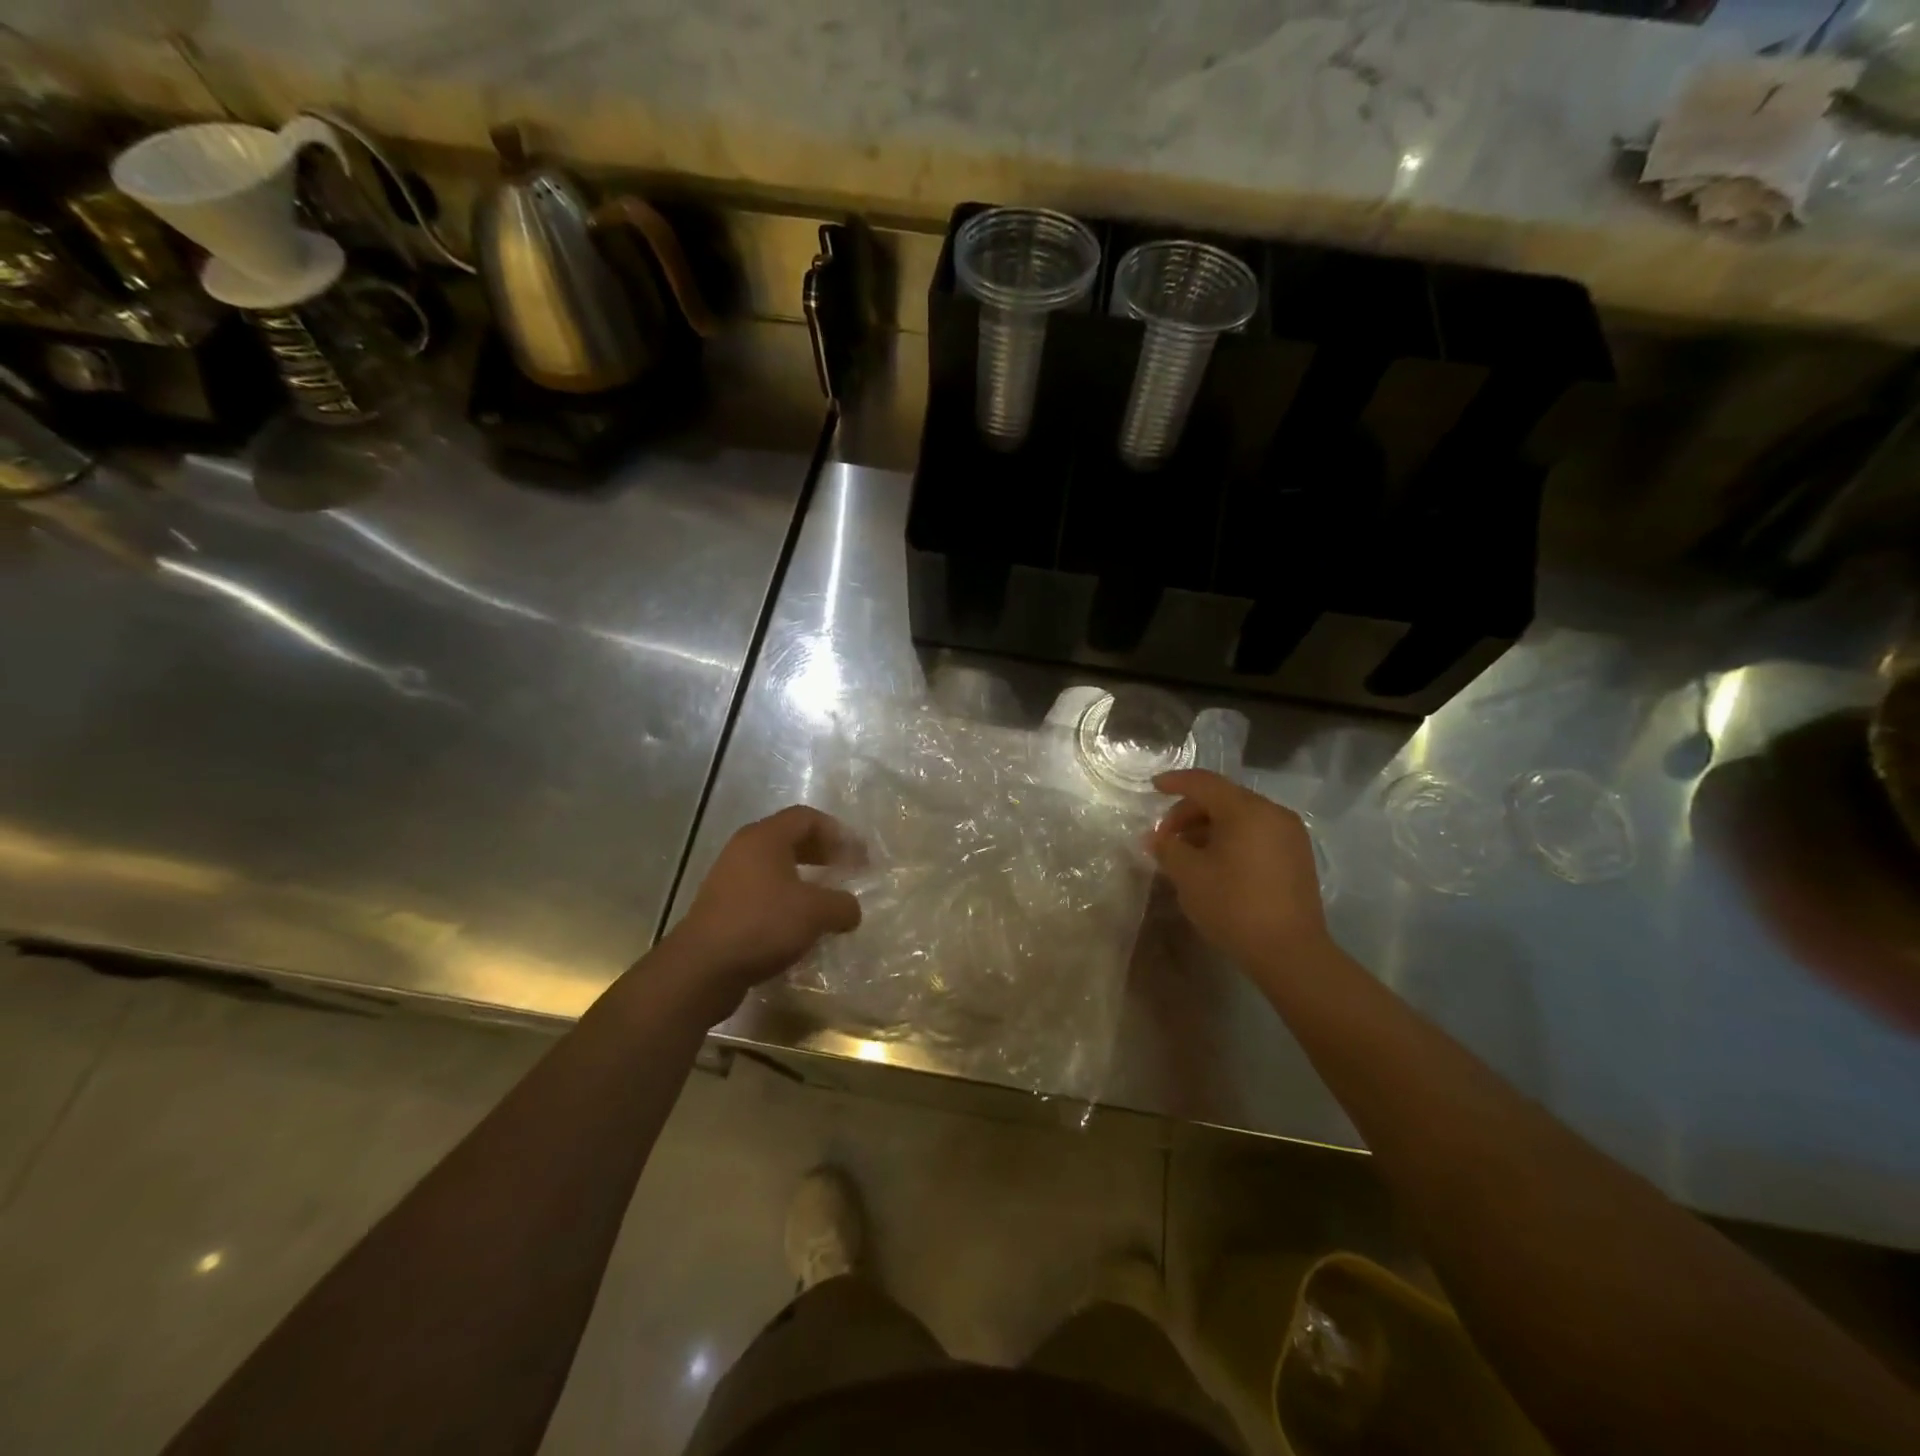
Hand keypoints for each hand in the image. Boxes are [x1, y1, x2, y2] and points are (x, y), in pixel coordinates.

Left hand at [667, 806, 861, 1016]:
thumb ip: (842, 904)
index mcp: (765, 838)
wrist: (702, 968)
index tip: (859, 856)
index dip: (838, 833)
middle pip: (790, 838)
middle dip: (822, 852)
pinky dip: (786, 899)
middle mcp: (744, 849)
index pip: (807, 818)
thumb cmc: (762, 925)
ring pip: (776, 866)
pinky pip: (763, 891)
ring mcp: (729, 878)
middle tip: (847, 870)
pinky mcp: (723, 906)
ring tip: (827, 899)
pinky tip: (800, 923)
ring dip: (805, 878)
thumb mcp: (815, 913)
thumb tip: (851, 909)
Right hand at [1149, 769, 1329, 975]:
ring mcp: (1290, 835)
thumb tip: (1155, 838)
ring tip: (1186, 853)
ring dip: (1209, 827)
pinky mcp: (1297, 857)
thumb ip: (1167, 848)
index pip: (1204, 783)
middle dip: (1189, 812)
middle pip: (1223, 798)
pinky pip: (1256, 833)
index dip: (1175, 782)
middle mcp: (1273, 813)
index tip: (1153, 787)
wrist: (1290, 952)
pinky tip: (1214, 863)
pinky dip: (1231, 839)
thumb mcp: (1188, 875)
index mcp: (1246, 810)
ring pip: (1240, 817)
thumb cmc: (1233, 905)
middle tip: (1166, 837)